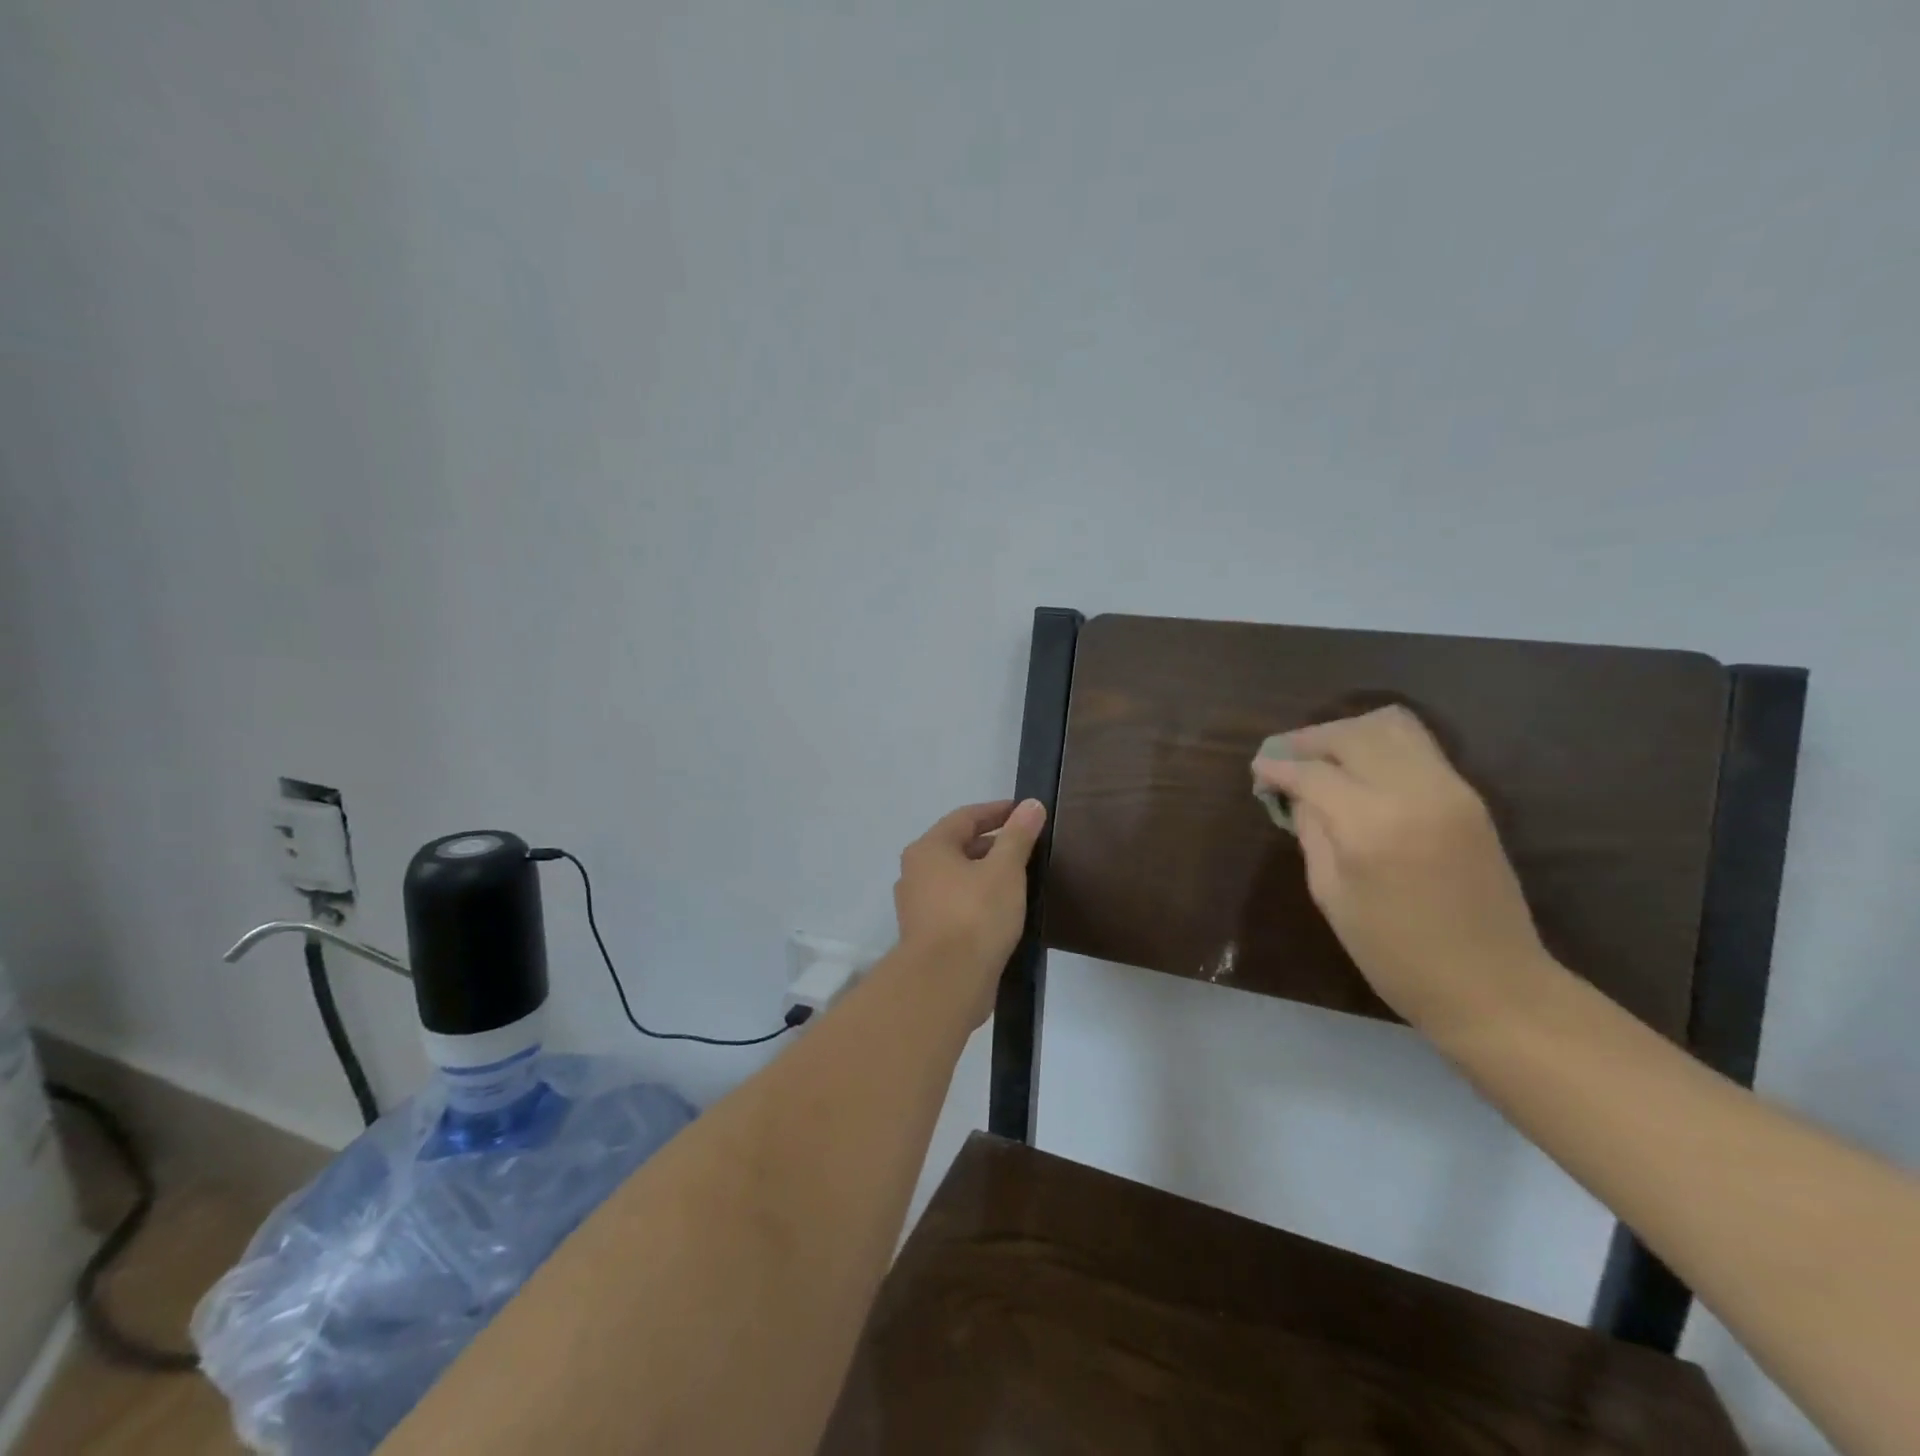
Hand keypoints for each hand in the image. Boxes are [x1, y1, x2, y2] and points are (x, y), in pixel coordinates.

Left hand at [892, 799, 1046, 1026]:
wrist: (945, 983)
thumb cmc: (975, 915)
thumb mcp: (1005, 870)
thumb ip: (1018, 835)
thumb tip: (1031, 805)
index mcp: (929, 849)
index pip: (965, 817)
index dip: (997, 811)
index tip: (1025, 812)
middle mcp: (916, 872)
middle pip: (958, 846)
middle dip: (993, 843)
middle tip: (1027, 846)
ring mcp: (918, 906)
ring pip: (957, 878)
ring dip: (985, 873)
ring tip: (1020, 878)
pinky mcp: (927, 935)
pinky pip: (956, 905)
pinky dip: (978, 900)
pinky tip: (1003, 911)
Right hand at [1252, 707, 1553, 1032]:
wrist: (1492, 984)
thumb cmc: (1395, 954)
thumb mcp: (1331, 895)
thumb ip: (1312, 833)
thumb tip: (1296, 795)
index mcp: (1371, 826)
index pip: (1313, 773)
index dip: (1278, 767)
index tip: (1258, 770)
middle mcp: (1413, 793)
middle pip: (1352, 734)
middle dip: (1310, 739)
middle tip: (1284, 757)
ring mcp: (1449, 789)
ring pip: (1391, 725)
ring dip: (1348, 732)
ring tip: (1323, 756)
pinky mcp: (1470, 795)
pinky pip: (1417, 746)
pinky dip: (1380, 744)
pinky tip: (1359, 769)